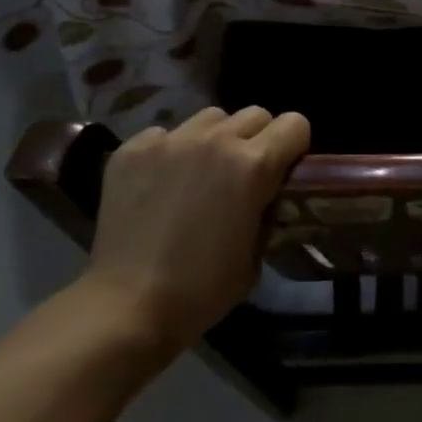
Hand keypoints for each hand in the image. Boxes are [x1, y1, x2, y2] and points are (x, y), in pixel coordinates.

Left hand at [82, 105, 310, 354]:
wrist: (126, 307)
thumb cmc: (201, 290)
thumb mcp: (256, 256)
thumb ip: (267, 213)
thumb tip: (267, 198)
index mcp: (253, 165)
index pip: (295, 124)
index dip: (294, 147)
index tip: (284, 170)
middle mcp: (216, 140)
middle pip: (254, 114)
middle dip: (257, 139)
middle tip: (243, 174)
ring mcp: (170, 140)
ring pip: (210, 118)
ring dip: (215, 139)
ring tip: (200, 173)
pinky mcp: (133, 149)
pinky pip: (165, 134)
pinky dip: (170, 152)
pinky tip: (159, 185)